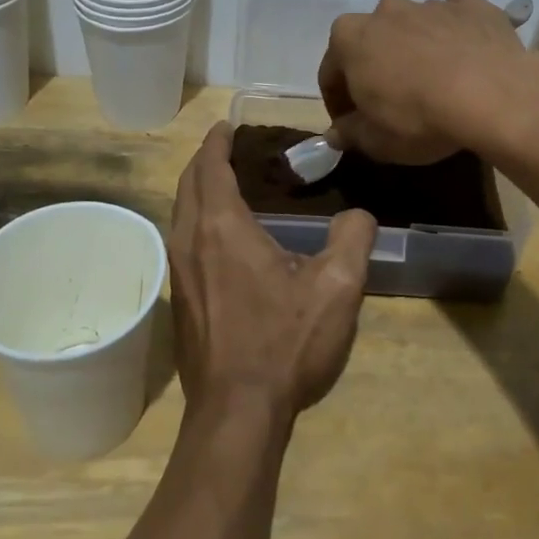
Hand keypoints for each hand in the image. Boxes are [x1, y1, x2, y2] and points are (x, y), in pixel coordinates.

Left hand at [168, 123, 378, 420]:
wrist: (236, 412)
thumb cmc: (284, 343)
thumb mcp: (336, 288)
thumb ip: (352, 240)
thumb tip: (359, 214)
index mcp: (222, 228)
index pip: (210, 168)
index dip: (216, 142)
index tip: (226, 125)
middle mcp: (190, 242)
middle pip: (188, 186)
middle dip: (203, 161)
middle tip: (226, 148)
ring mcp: (179, 274)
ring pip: (180, 214)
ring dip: (196, 191)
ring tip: (223, 184)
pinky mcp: (180, 301)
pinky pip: (182, 241)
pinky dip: (196, 220)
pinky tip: (220, 237)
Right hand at [318, 0, 531, 163]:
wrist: (493, 95)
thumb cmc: (420, 118)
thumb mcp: (376, 141)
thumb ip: (350, 134)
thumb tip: (335, 133)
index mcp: (349, 38)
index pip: (331, 72)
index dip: (337, 101)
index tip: (350, 124)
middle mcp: (385, 11)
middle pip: (372, 41)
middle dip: (375, 67)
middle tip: (391, 101)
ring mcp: (429, 3)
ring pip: (413, 25)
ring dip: (415, 48)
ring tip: (434, 81)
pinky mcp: (471, 4)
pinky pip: (455, 13)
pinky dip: (454, 30)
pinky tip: (465, 53)